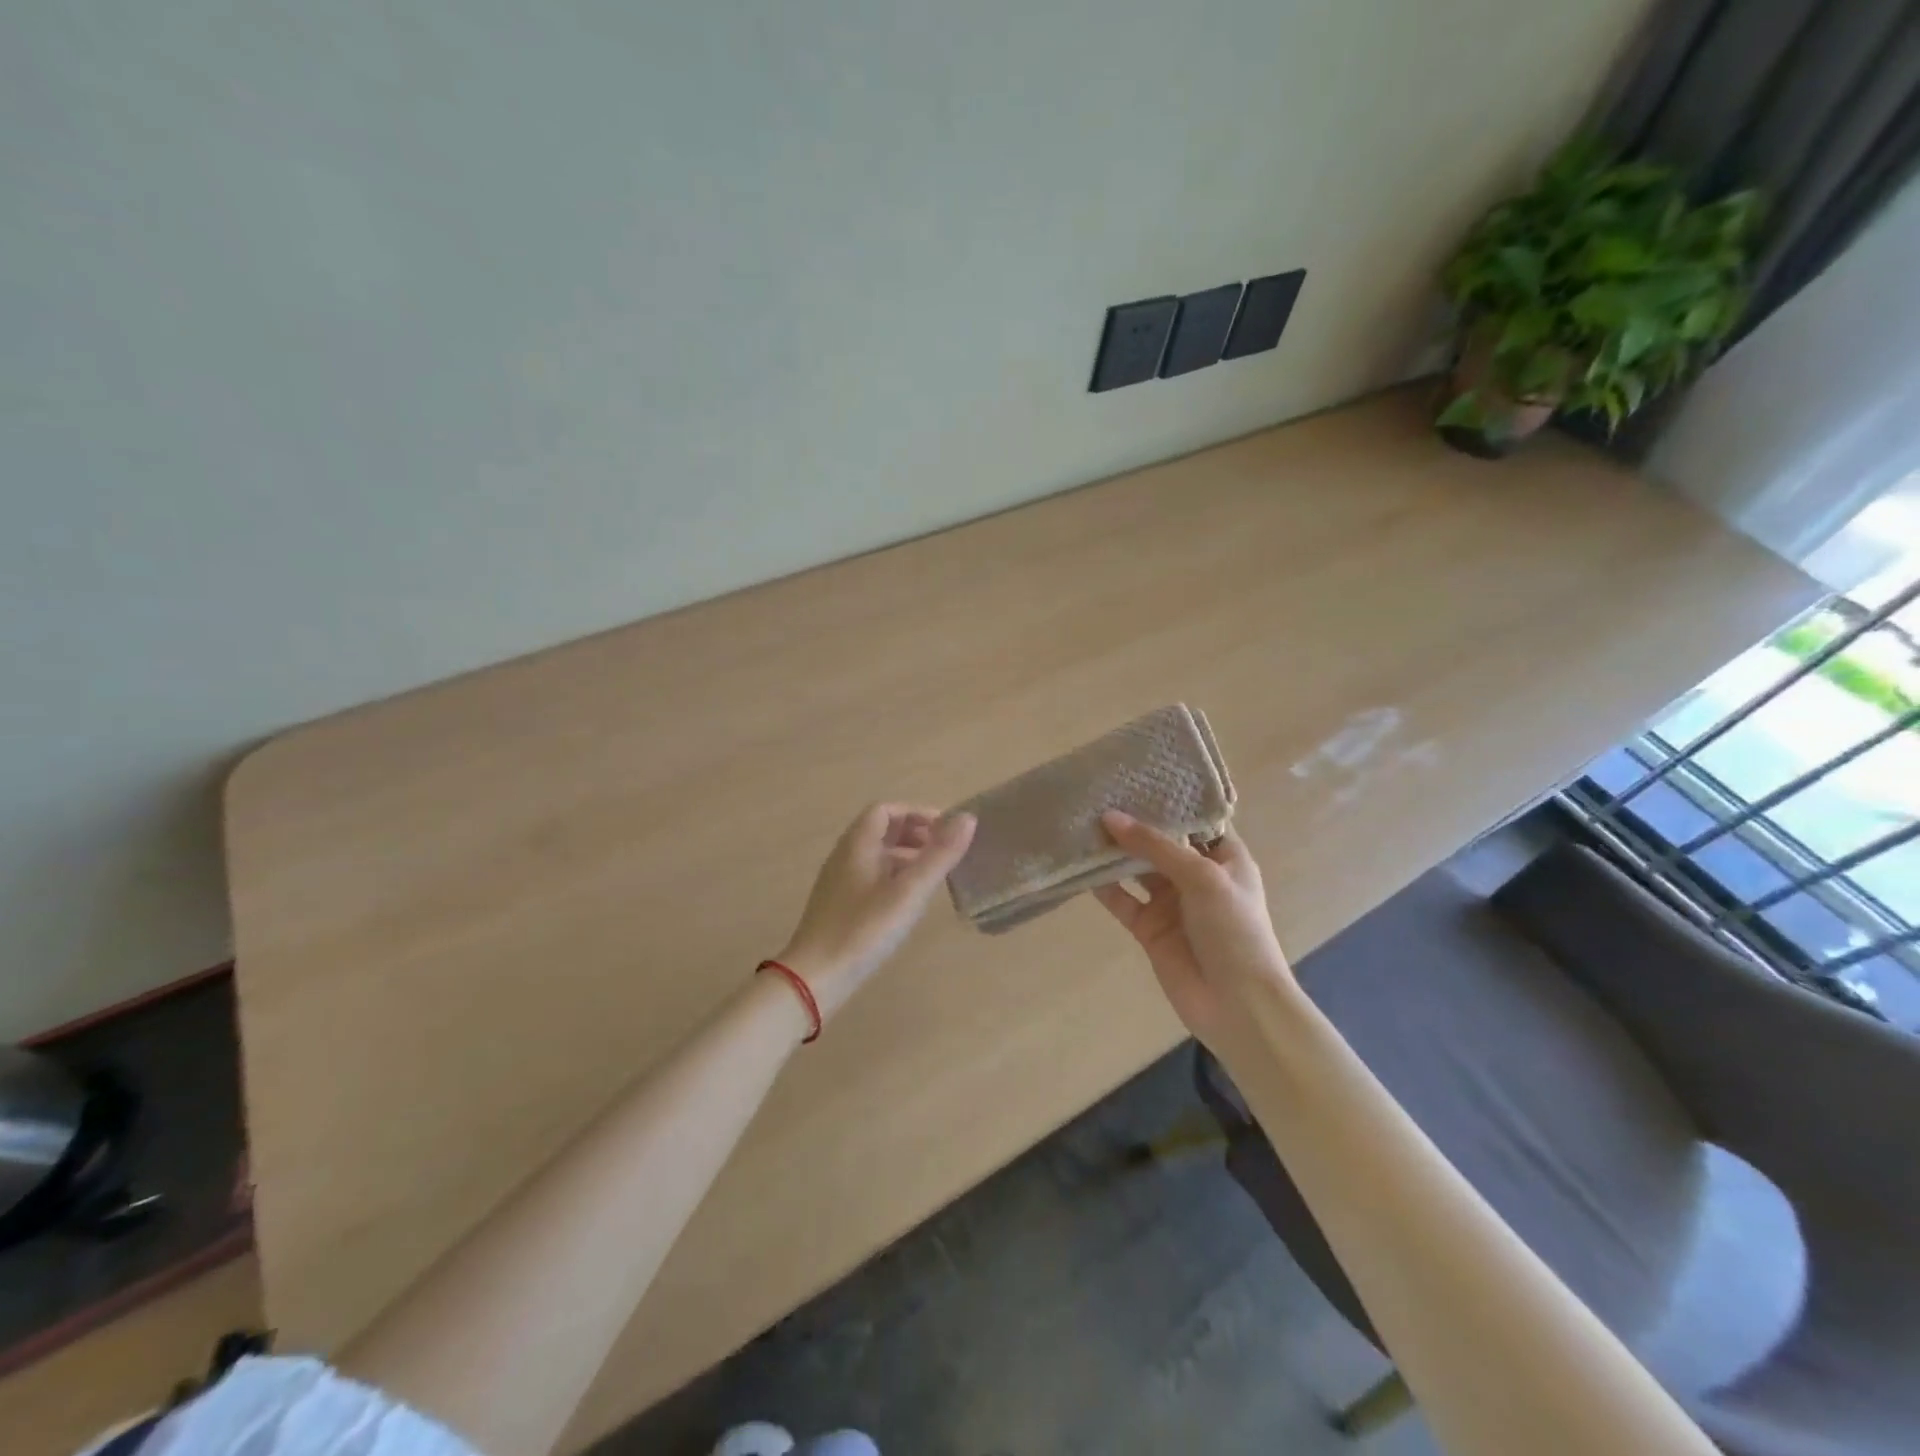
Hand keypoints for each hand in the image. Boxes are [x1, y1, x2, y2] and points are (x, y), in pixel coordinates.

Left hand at [777, 803, 976, 1020]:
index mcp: (857, 844)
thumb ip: (939, 854)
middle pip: (880, 830)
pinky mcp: (839, 905)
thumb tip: (968, 817)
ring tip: (934, 874)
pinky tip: (909, 901)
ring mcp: (839, 881)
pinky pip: (871, 876)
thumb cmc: (864, 929)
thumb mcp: (909, 891)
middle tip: (945, 850)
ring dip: (906, 855)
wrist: (815, 978)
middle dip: (914, 833)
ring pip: (876, 855)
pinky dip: (894, 876)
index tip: (946, 829)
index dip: (917, 813)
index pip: (886, 810)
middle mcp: (845, 855)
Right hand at [1092, 812, 1294, 1052]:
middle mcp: (1197, 875)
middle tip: (1097, 795)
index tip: (1135, 777)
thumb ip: (1154, 846)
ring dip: (1113, 852)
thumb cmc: (1234, 931)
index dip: (1168, 800)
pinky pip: (1121, 899)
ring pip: (1136, 869)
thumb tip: (1109, 817)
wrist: (1238, 1005)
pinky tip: (1079, 865)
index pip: (1195, 820)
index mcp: (1224, 857)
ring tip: (1082, 823)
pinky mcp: (1148, 927)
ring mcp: (1171, 902)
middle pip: (1160, 842)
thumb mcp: (1202, 877)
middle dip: (1132, 823)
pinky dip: (1102, 885)